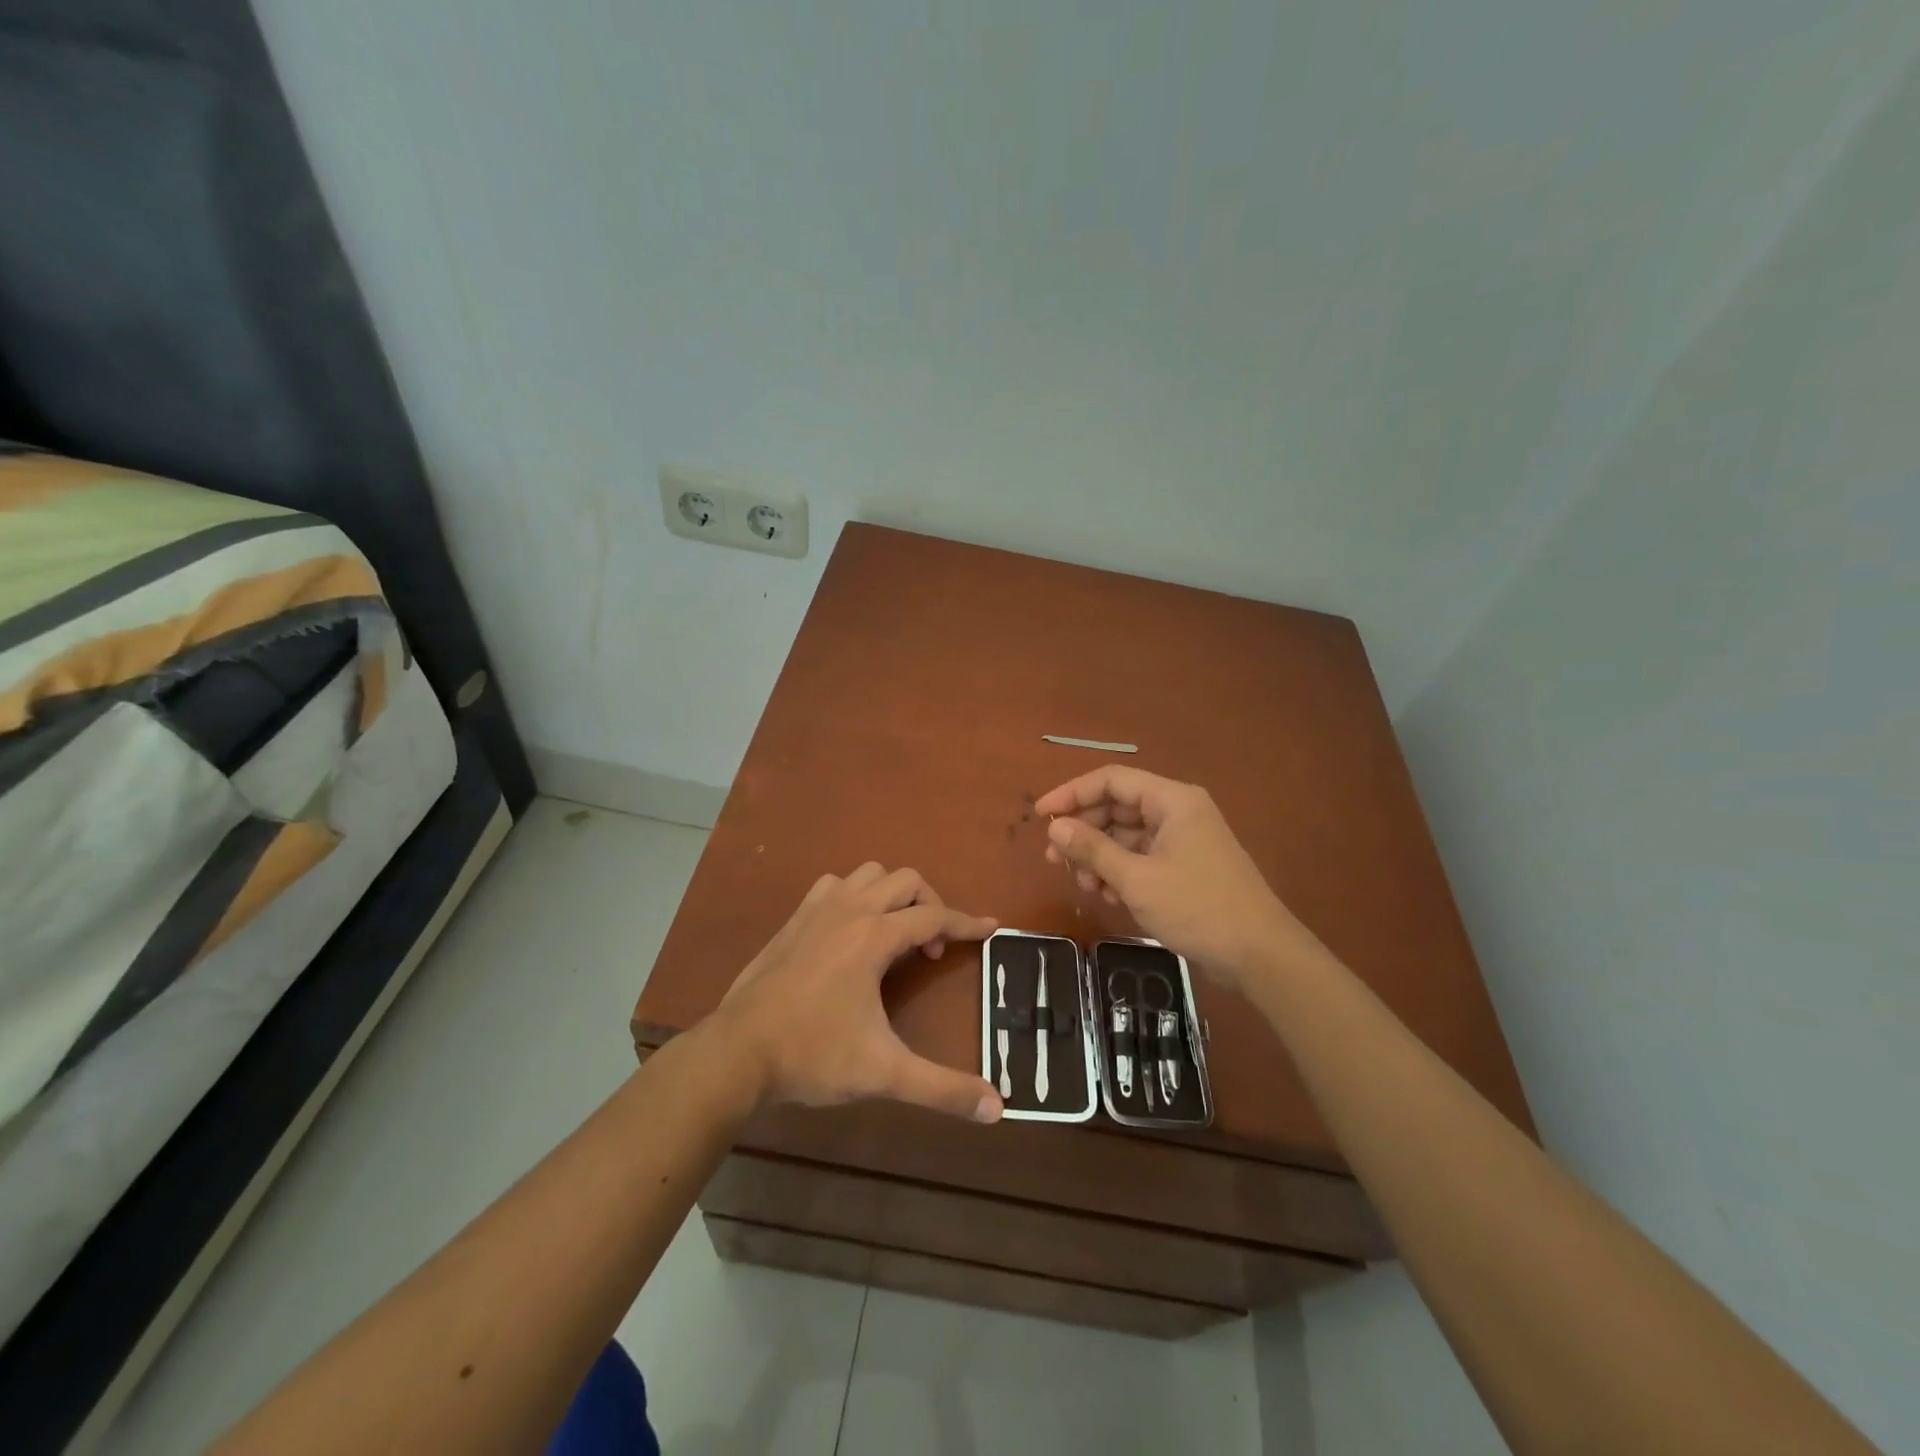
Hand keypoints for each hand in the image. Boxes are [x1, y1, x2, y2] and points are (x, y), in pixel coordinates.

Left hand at [709, 863, 1003, 1122]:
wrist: (736, 1053)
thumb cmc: (813, 1056)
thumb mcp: (884, 1073)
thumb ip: (943, 1089)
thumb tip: (998, 1107)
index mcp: (874, 937)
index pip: (935, 917)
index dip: (967, 923)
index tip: (991, 927)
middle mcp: (849, 910)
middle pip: (906, 881)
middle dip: (931, 905)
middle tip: (932, 949)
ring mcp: (817, 910)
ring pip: (869, 875)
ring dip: (892, 895)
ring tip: (896, 935)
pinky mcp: (793, 920)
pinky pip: (834, 886)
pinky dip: (855, 896)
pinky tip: (851, 930)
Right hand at [1036, 767, 1323, 993]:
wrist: (1259, 955)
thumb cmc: (1197, 907)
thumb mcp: (1136, 879)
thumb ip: (1092, 849)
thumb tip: (1055, 827)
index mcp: (1172, 800)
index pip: (1111, 780)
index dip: (1072, 793)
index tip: (1041, 815)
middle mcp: (1177, 812)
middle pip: (1117, 808)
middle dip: (1083, 832)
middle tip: (1053, 859)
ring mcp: (1182, 841)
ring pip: (1126, 836)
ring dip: (1098, 857)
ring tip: (1080, 884)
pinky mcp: (1184, 868)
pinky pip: (1140, 858)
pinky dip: (1118, 872)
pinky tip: (1103, 896)